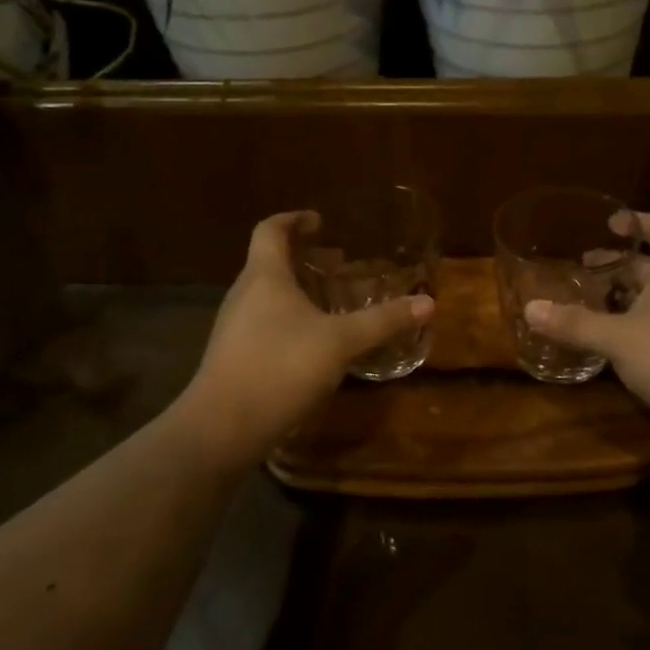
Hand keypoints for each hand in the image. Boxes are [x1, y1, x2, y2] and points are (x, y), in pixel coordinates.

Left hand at [182, 211, 434, 465]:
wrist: (221, 430)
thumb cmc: (280, 367)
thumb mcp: (340, 342)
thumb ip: (382, 321)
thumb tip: (427, 303)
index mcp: (264, 276)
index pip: (270, 230)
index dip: (293, 219)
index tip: (319, 221)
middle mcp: (243, 295)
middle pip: (269, 262)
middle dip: (303, 258)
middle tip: (337, 264)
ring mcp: (233, 328)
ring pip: (266, 295)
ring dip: (296, 291)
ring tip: (330, 303)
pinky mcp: (232, 358)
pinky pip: (262, 324)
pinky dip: (288, 320)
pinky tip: (313, 345)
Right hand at [524, 212, 649, 457]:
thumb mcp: (619, 340)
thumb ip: (576, 325)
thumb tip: (531, 308)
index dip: (641, 220)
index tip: (611, 225)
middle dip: (620, 265)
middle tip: (584, 271)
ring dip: (627, 298)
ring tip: (592, 306)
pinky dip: (639, 326)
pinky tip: (617, 346)